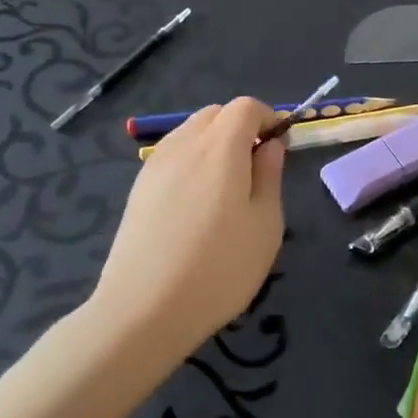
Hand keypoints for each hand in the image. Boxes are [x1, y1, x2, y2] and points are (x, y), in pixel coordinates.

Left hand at [91, 98, 285, 352]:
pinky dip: (192, 162)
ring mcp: (155, 166)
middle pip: (215, 114)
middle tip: (256, 168)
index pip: (245, 106)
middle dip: (240, 127)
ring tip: (226, 188)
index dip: (267, 118)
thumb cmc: (220, 267)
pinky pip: (172, 156)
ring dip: (214, 143)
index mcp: (221, 147)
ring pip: (190, 132)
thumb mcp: (266, 223)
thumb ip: (270, 175)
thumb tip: (269, 145)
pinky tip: (197, 204)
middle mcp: (184, 145)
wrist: (143, 311)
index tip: (280, 148)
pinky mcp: (138, 189)